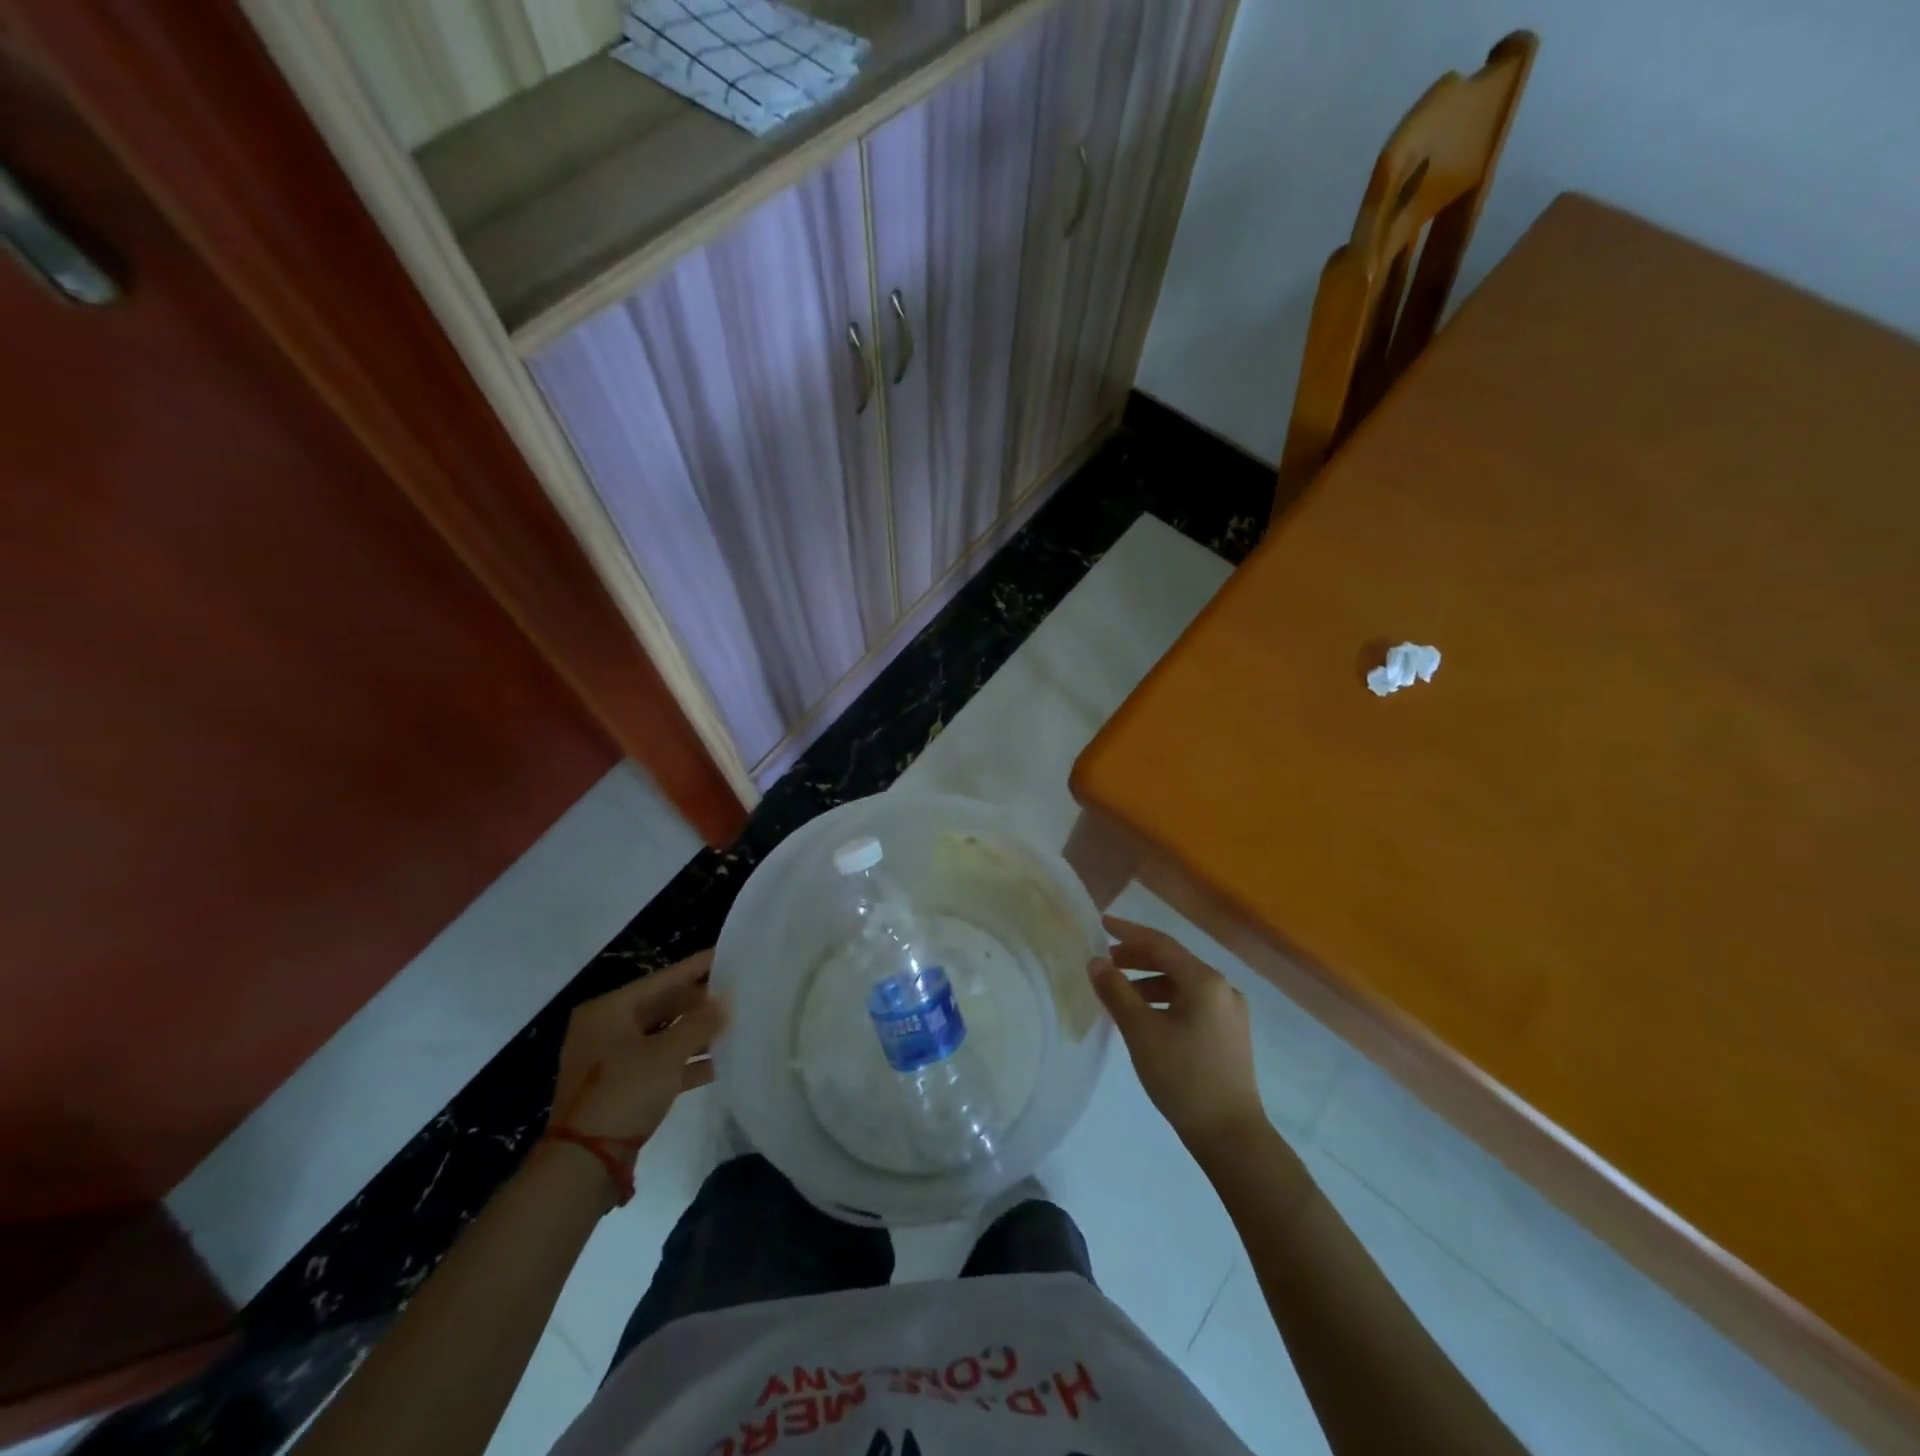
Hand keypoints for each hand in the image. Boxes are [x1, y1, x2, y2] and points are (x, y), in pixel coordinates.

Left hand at [551, 951, 726, 1157]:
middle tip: (738, 991)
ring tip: (735, 1023)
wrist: (584, 1164)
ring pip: (663, 1035)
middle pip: (662, 1006)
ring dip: (696, 1033)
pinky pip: (660, 1063)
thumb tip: (728, 998)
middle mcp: (607, 1028)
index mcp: (609, 1010)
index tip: (729, 955)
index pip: (662, 979)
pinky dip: (686, 1061)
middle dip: (700, 1003)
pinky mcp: (621, 1087)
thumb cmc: (623, 1093)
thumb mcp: (667, 1054)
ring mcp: (612, 1060)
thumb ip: (701, 1022)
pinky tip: (719, 1061)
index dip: (697, 967)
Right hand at [1088, 916, 1265, 1152]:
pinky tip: (1148, 1017)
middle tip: (1107, 960)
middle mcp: (1223, 988)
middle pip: (1174, 961)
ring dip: (1150, 981)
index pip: (1160, 944)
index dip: (1128, 932)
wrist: (1231, 1135)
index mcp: (1205, 981)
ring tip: (1121, 991)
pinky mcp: (1230, 1034)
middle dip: (1138, 958)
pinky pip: (1193, 1003)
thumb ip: (1116, 992)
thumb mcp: (1141, 1032)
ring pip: (1183, 984)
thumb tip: (1096, 962)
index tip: (1102, 924)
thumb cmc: (1183, 1077)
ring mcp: (1231, 1012)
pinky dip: (1166, 1000)